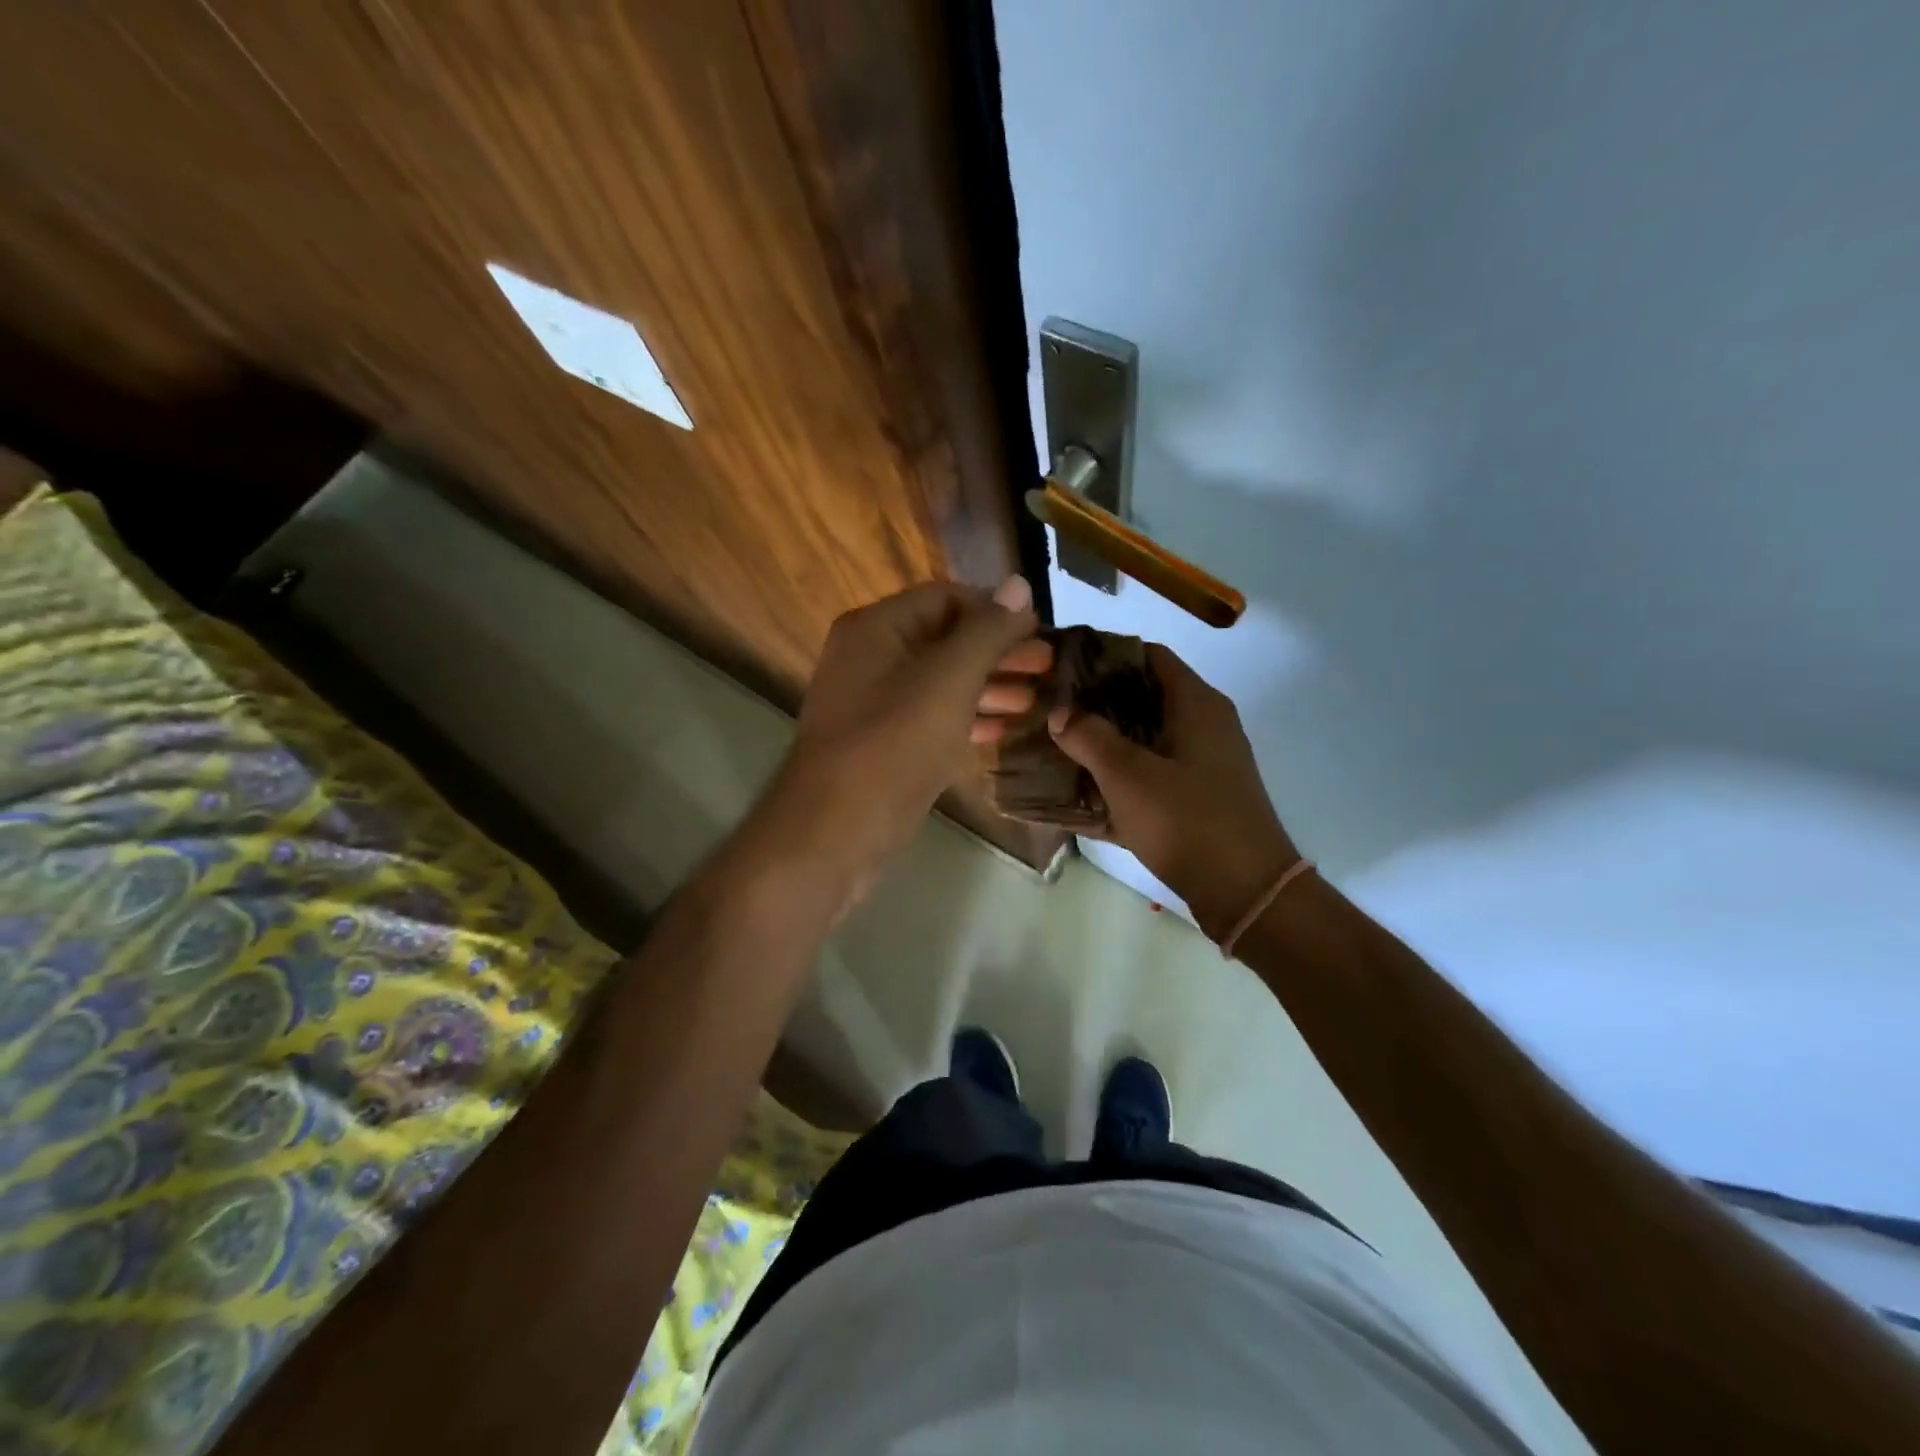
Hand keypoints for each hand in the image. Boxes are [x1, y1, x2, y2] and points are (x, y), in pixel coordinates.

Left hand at [765, 576, 1042, 893]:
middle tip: (1049, 666)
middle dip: (998, 651)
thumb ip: (986, 631)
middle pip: (945, 640)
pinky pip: (931, 718)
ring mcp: (875, 704)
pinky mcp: (884, 744)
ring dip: (989, 686)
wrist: (836, 830)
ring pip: (941, 682)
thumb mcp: (948, 679)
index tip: (1041, 630)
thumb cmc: (894, 743)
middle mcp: (870, 657)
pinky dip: (967, 718)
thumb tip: (1019, 584)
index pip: (945, 598)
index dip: (995, 610)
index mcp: (876, 628)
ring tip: (1037, 699)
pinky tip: (1004, 730)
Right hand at [1047, 645, 1297, 941]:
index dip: (1104, 655)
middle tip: (1049, 709)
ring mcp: (1200, 764)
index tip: (1061, 666)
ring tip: (1054, 747)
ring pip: (1142, 740)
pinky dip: (1118, 780)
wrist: (1246, 892)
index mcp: (1195, 703)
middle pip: (1141, 698)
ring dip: (1102, 744)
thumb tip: (1061, 712)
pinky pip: (1148, 777)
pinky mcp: (1195, 798)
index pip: (1147, 655)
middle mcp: (1202, 725)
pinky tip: (1077, 793)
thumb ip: (1089, 737)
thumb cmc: (1187, 820)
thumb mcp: (1128, 776)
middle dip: (1094, 704)